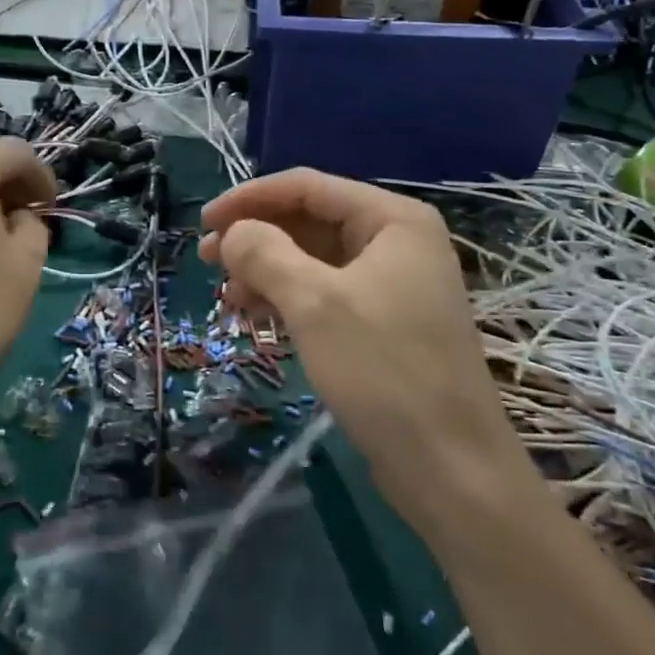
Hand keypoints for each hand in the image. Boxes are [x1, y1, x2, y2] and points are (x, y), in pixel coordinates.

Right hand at [199, 169, 525, 531]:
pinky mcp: (384, 323)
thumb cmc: (384, 371)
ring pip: (315, 260)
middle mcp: (396, 242)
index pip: (308, 187)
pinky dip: (289, 299)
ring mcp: (393, 284)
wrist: (450, 467)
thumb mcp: (314, 304)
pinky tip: (256, 316)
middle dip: (257, 237)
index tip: (204, 221)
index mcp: (393, 220)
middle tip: (207, 260)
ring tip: (227, 296)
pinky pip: (326, 294)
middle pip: (311, 221)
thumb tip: (231, 232)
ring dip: (267, 271)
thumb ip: (265, 254)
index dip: (251, 198)